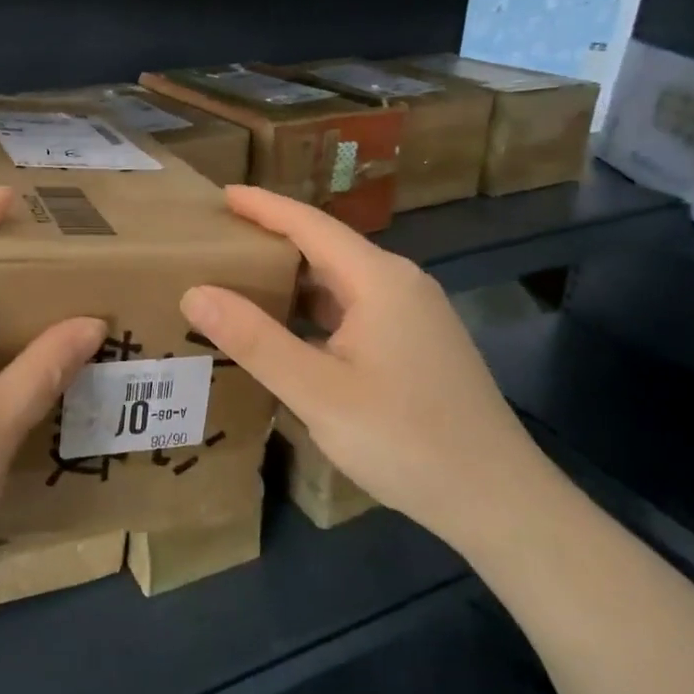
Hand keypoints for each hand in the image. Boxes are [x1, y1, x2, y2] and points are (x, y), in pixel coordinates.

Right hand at [179, 186, 554, 554]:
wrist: (498, 499)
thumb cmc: (405, 438)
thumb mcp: (317, 391)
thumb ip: (254, 340)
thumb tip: (195, 292)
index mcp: (379, 279)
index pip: (310, 224)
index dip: (263, 206)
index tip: (221, 194)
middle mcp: (400, 284)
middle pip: (327, 248)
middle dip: (273, 241)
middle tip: (219, 243)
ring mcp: (414, 315)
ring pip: (342, 283)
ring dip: (294, 280)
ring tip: (242, 283)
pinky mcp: (418, 345)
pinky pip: (356, 310)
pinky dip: (316, 311)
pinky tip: (289, 333)